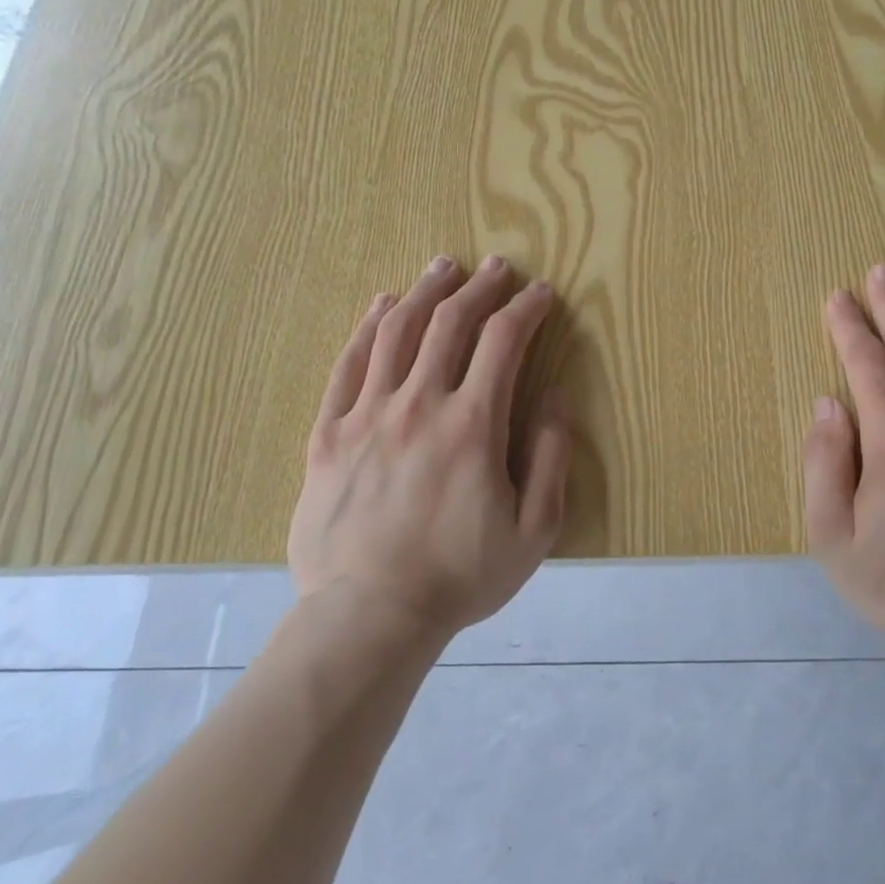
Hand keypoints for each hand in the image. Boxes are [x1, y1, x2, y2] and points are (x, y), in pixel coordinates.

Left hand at [286, 255, 573, 640]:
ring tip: (444, 267)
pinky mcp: (328, 433)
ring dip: (425, 292)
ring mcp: (367, 415)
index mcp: (472, 425)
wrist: (368, 616)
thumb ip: (552, 456)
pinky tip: (382, 305)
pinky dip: (368, 327)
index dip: (526, 309)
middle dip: (480, 288)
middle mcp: (419, 404)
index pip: (504, 342)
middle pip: (450, 323)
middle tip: (497, 267)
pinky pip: (348, 364)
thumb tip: (556, 397)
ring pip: (397, 331)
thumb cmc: (460, 576)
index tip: (541, 294)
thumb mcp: (534, 529)